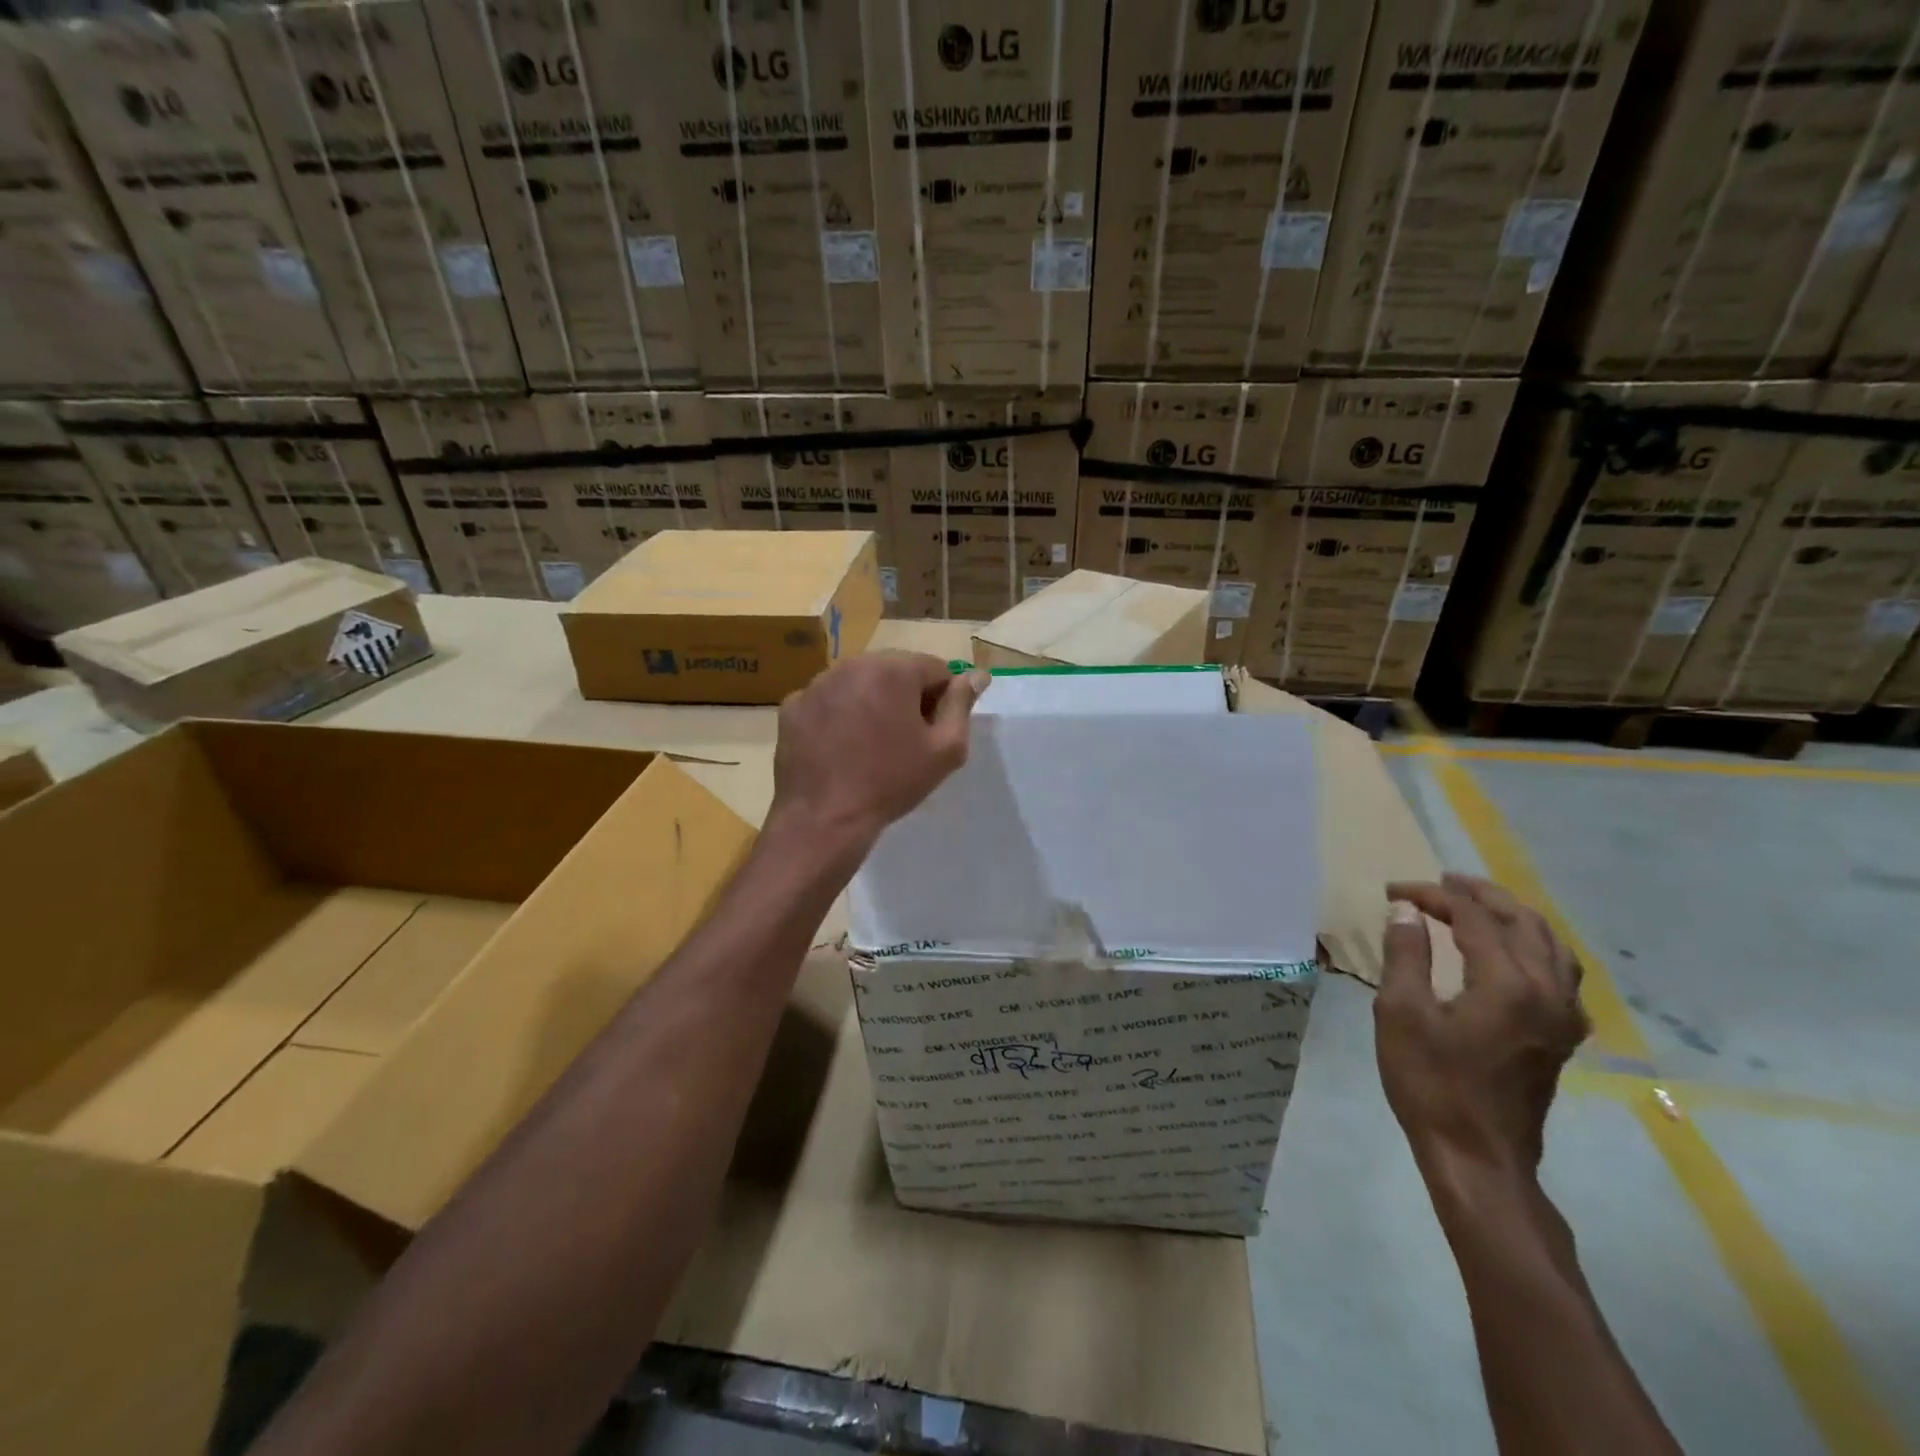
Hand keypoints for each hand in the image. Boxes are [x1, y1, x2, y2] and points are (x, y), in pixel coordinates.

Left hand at [770, 653, 987, 854]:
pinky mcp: (793, 706)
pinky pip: (828, 701)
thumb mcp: (944, 749)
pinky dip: (838, 715)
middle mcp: (852, 664)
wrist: (824, 819)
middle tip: (905, 740)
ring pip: (859, 683)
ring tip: (871, 745)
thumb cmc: (891, 783)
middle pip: (894, 670)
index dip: (942, 698)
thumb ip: (962, 704)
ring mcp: (817, 684)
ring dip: (871, 702)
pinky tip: (840, 748)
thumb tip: (977, 675)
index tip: (934, 730)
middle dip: (906, 696)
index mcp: (893, 669)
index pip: (935, 668)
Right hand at [1375, 874, 1588, 1179]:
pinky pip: (1558, 972)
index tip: (1394, 891)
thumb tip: (1406, 911)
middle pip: (1523, 922)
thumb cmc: (1431, 1083)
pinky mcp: (1563, 1035)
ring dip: (1512, 916)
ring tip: (1475, 904)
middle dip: (1479, 895)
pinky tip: (1509, 952)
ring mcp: (1563, 1016)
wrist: (1478, 1156)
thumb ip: (1405, 955)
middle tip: (1439, 882)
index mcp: (1508, 983)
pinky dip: (1532, 945)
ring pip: (1550, 944)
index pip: (1473, 918)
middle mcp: (1548, 991)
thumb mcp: (1401, 1013)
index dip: (1432, 897)